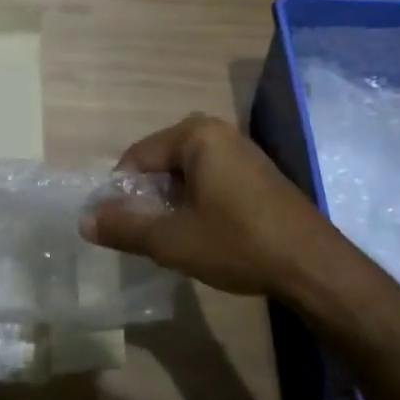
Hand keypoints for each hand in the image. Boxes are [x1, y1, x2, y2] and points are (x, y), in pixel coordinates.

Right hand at [83, 113, 341, 299]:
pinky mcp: (259, 174)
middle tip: (147, 234)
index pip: (137, 156)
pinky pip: (211, 180)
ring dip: (173, 203)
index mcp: (196, 135)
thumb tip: (84, 220)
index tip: (118, 226)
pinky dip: (198, 203)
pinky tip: (203, 235)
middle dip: (149, 197)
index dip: (121, 192)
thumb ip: (124, 226)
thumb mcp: (172, 240)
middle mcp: (219, 133)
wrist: (314, 267)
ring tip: (173, 238)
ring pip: (187, 174)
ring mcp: (243, 152)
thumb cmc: (238, 243)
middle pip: (162, 163)